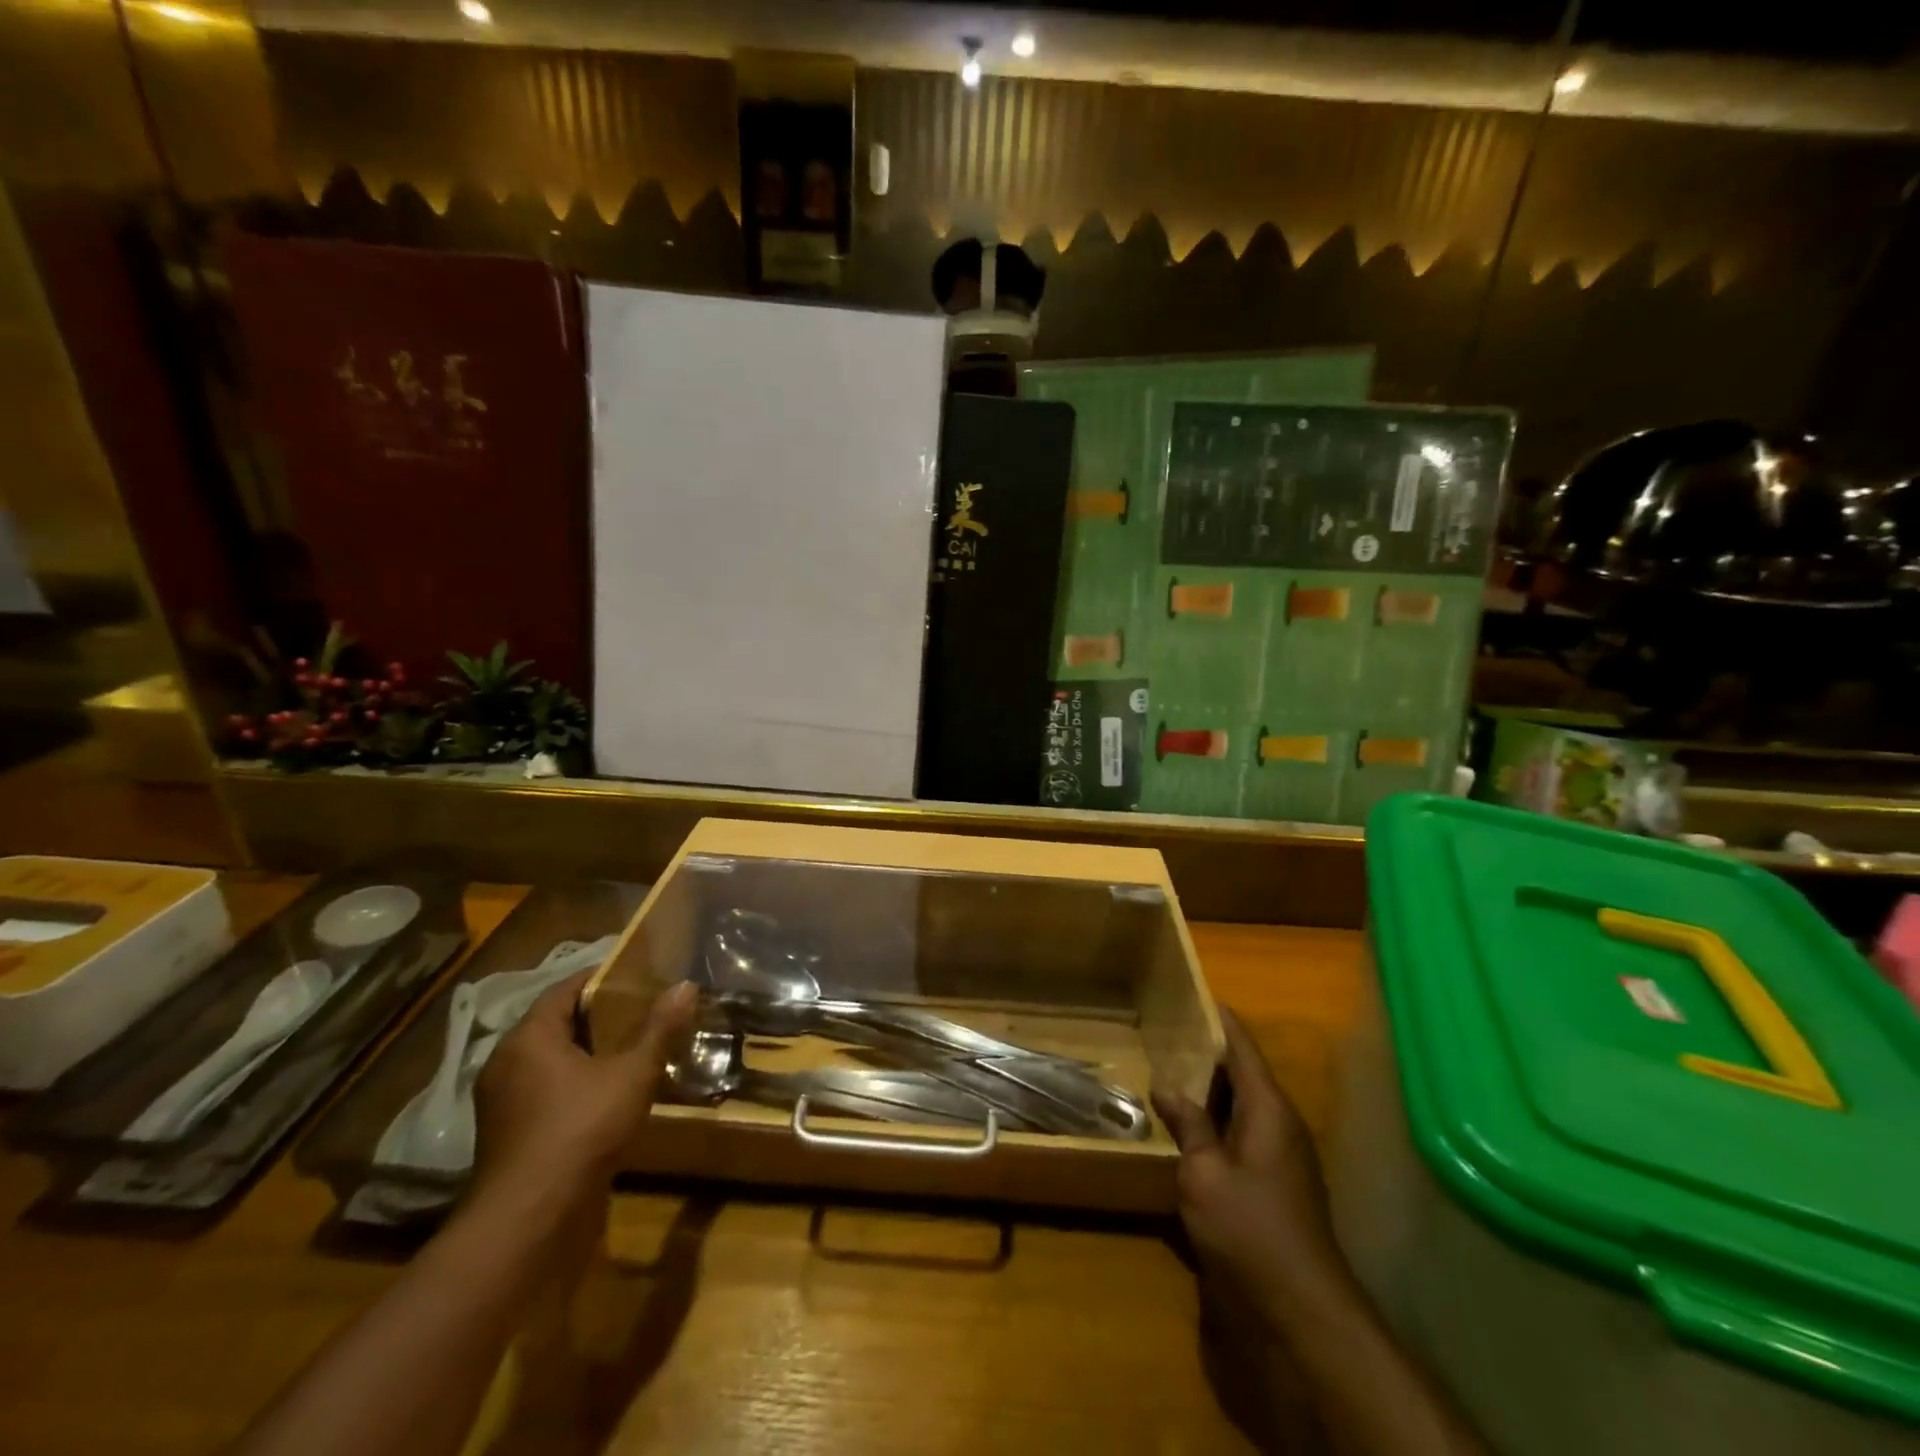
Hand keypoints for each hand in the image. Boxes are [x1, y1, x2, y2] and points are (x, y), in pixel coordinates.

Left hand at [468, 972, 696, 1232]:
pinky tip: (611, 1094)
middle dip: (600, 1017)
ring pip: (551, 1062)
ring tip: (634, 1050)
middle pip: (557, 1024)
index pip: (564, 989)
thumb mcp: (633, 1074)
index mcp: (528, 1039)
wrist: (530, 1221)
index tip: (639, 976)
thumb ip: (660, 1029)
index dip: (602, 979)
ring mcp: (503, 1104)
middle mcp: (506, 1064)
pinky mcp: (509, 1136)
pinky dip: (576, 1084)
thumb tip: (687, 986)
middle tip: (644, 1010)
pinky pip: (546, 1092)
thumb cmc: (580, 1130)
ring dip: (588, 1054)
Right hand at [1152, 1007, 1353, 1336]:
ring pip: (1242, 1104)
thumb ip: (1187, 1125)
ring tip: (1169, 1067)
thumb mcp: (1203, 1173)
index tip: (1194, 992)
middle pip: (1243, 1073)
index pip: (1243, 1047)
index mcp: (1268, 1109)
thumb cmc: (1249, 1228)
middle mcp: (1280, 1123)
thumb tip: (1166, 1087)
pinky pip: (1242, 1132)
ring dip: (1210, 1087)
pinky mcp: (1274, 1182)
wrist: (1300, 1309)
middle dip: (1208, 1051)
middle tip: (1166, 1029)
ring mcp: (1281, 1155)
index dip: (1220, 1019)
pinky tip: (1186, 1123)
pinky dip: (1215, 1118)